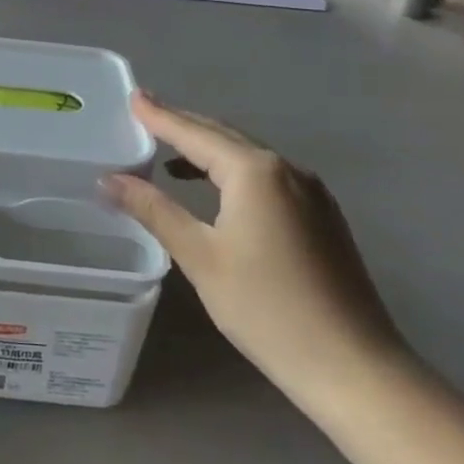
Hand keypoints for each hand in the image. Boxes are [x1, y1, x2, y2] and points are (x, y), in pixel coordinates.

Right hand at [102, 93, 408, 403]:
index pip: (195, 133)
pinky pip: (267, 176)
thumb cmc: (267, 308)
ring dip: (208, 150)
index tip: (133, 96)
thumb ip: (154, 210)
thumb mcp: (200, 257)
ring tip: (169, 154)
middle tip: (145, 115)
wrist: (354, 367)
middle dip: (183, 125)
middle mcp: (287, 169)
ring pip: (248, 156)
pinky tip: (215, 190)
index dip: (160, 116)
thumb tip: (108, 179)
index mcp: (255, 172)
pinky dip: (232, 171)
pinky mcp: (322, 216)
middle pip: (224, 136)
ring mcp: (311, 192)